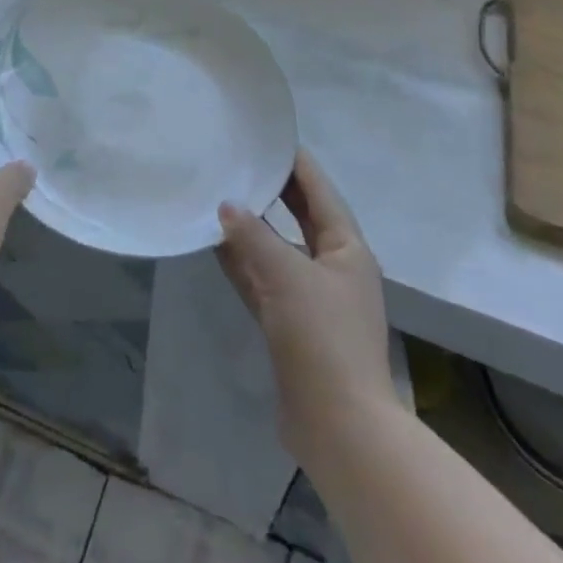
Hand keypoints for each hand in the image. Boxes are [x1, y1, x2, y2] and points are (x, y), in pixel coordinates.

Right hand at [217, 150, 397, 465]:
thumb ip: (253, 236)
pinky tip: (215, 245)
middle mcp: (333, 267)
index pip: (319, 191)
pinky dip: (243, 262)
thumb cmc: (322, 337)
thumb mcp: (287, 275)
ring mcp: (311, 298)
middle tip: (239, 159)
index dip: (296, 162)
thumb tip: (226, 205)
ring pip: (278, 248)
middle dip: (272, 191)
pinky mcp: (291, 325)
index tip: (268, 136)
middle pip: (300, 217)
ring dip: (252, 227)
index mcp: (347, 248)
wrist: (338, 426)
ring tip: (219, 195)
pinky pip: (263, 280)